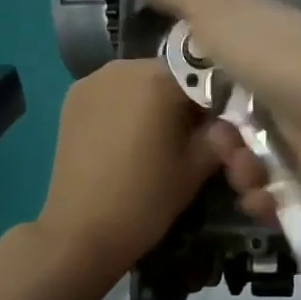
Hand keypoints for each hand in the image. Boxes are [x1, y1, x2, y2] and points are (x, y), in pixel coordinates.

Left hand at [34, 58, 218, 275]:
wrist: (80, 232)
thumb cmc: (146, 199)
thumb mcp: (197, 168)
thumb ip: (219, 135)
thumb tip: (228, 122)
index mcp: (158, 79)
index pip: (204, 73)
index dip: (217, 98)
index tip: (221, 127)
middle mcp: (123, 67)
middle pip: (169, 74)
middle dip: (184, 99)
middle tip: (192, 136)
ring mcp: (92, 81)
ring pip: (140, 81)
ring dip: (154, 101)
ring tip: (160, 139)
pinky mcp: (72, 99)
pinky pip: (113, 93)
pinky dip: (128, 107)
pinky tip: (130, 139)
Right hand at [141, 0, 300, 223]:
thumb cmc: (296, 61)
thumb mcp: (227, 14)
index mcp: (264, 47)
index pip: (219, 67)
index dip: (194, 88)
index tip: (178, 106)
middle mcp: (286, 88)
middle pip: (234, 123)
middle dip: (217, 141)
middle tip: (223, 144)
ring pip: (255, 162)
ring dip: (240, 174)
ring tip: (251, 174)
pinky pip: (284, 196)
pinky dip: (268, 202)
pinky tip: (266, 200)